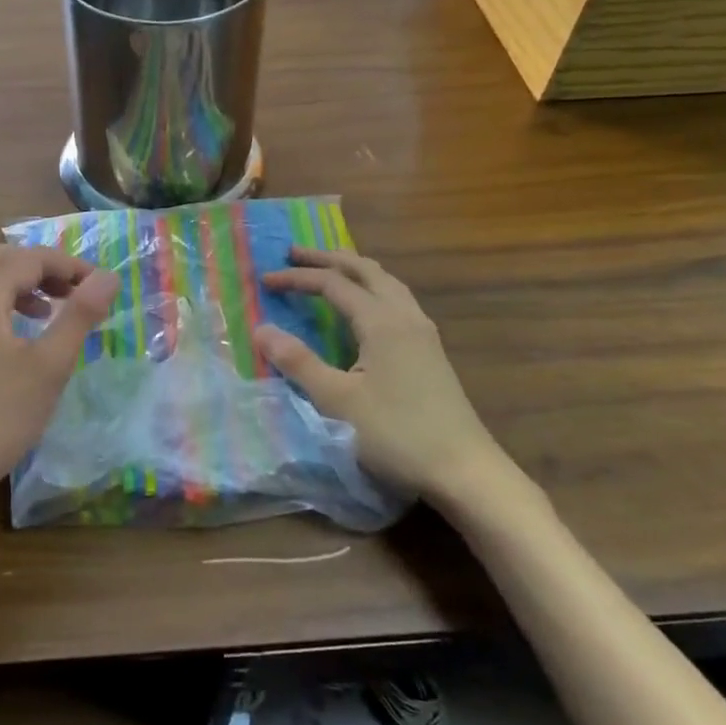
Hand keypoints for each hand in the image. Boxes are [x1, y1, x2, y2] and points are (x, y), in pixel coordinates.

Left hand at [0, 244, 118, 514]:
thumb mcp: (48, 366)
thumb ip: (79, 316)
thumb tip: (107, 278)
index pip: (27, 258)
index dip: (67, 265)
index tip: (98, 285)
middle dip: (38, 266)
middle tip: (70, 291)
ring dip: (17, 284)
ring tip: (47, 312)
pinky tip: (14, 340)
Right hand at [255, 248, 509, 505]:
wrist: (464, 471)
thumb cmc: (396, 434)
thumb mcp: (336, 401)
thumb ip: (298, 362)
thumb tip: (261, 329)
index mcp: (382, 322)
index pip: (333, 284)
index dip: (297, 278)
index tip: (265, 281)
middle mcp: (405, 316)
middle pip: (365, 270)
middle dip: (328, 258)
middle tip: (294, 253)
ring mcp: (424, 333)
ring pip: (387, 283)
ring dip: (354, 270)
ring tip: (329, 270)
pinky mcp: (431, 351)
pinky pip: (397, 300)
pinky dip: (372, 289)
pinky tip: (365, 308)